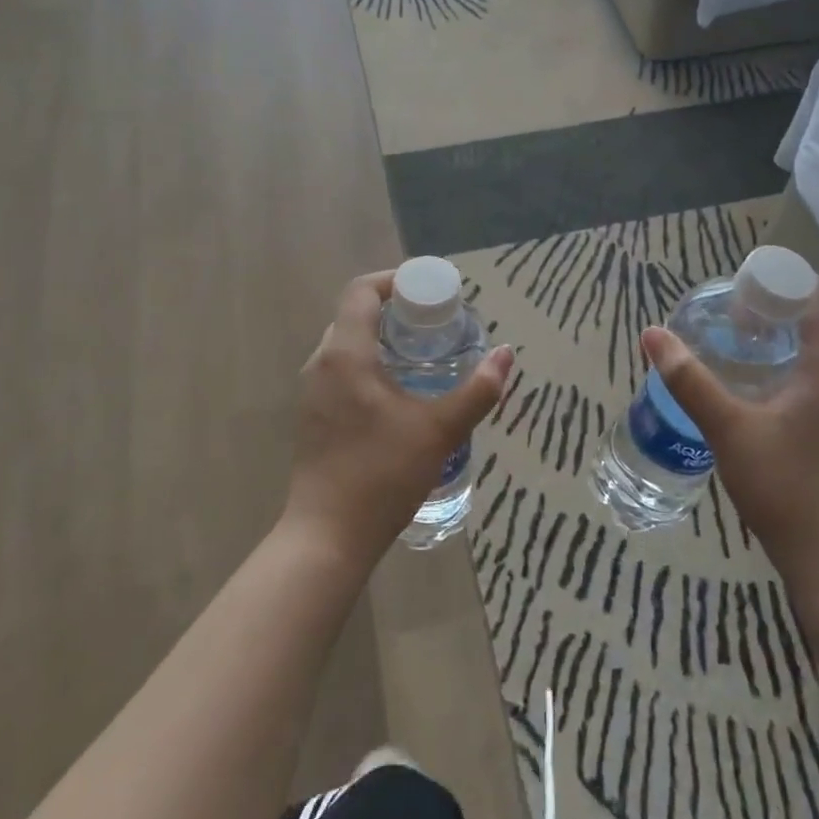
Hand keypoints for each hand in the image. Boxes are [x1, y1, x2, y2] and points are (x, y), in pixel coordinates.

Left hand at [287, 270, 514, 568]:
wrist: (328, 537)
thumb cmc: (382, 475)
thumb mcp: (440, 430)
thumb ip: (478, 390)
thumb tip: (506, 354)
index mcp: (346, 354)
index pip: (362, 291)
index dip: (395, 281)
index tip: (429, 292)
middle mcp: (321, 363)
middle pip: (354, 315)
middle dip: (394, 310)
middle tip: (434, 324)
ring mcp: (312, 391)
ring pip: (346, 344)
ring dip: (380, 339)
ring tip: (421, 355)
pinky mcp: (312, 416)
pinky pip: (340, 371)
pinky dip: (368, 364)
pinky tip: (397, 393)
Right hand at [641, 282, 818, 592]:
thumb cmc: (783, 486)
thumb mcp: (727, 428)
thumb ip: (689, 378)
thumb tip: (652, 333)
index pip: (815, 295)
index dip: (777, 284)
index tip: (738, 294)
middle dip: (774, 313)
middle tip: (728, 325)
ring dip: (785, 344)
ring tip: (740, 355)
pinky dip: (799, 371)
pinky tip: (766, 396)